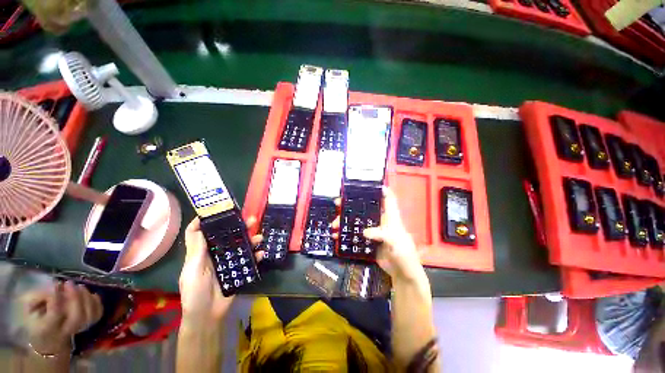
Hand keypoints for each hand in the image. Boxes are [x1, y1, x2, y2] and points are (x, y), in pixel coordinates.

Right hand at [23, 281, 102, 355]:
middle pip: (77, 316)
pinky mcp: (88, 325)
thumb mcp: (30, 307)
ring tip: (79, 286)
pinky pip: (97, 314)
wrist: (48, 339)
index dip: (56, 298)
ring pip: (89, 315)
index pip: (55, 314)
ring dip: (86, 297)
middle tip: (68, 283)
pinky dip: (96, 302)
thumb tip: (55, 286)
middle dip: (75, 297)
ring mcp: (78, 330)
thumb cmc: (36, 318)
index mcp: (46, 329)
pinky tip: (89, 294)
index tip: (55, 285)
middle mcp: (64, 332)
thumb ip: (38, 297)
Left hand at [179, 217, 262, 324]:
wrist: (207, 316)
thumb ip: (197, 248)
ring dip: (252, 240)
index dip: (208, 220)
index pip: (203, 232)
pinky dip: (257, 256)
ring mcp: (229, 262)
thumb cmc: (195, 293)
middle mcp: (217, 254)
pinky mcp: (239, 270)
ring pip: (242, 246)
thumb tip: (198, 223)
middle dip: (240, 227)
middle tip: (252, 220)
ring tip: (260, 237)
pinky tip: (261, 254)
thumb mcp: (191, 270)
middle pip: (228, 236)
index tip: (220, 210)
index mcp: (202, 252)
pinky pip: (250, 260)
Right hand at [333, 187, 423, 281]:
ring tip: (334, 224)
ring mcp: (373, 231)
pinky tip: (336, 237)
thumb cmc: (404, 253)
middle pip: (365, 208)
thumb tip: (364, 232)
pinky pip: (354, 235)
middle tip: (337, 203)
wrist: (402, 273)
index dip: (380, 189)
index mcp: (390, 216)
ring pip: (357, 221)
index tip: (366, 184)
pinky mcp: (367, 241)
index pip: (387, 198)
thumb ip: (381, 234)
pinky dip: (345, 235)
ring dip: (345, 221)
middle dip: (351, 205)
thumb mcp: (395, 241)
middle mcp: (380, 221)